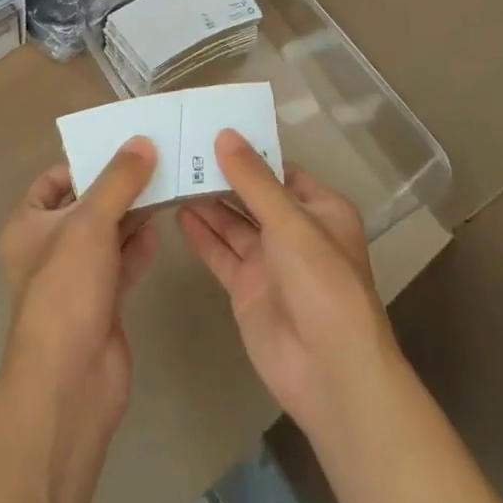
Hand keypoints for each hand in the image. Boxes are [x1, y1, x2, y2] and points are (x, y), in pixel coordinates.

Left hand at [0, 138, 160, 437]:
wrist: (71, 380)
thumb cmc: (67, 289)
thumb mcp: (90, 223)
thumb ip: (118, 181)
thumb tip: (142, 142)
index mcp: (28, 224)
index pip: (54, 180)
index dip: (84, 162)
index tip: (121, 147)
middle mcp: (48, 248)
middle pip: (85, 205)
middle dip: (116, 186)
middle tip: (155, 161)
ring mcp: (75, 278)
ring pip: (106, 235)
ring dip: (132, 214)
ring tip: (166, 187)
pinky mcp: (101, 304)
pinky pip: (121, 264)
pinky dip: (138, 247)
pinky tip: (161, 229)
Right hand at [177, 130, 398, 440]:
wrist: (330, 373)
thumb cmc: (322, 284)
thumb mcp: (291, 223)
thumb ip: (254, 180)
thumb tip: (225, 135)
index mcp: (320, 209)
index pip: (279, 170)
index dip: (248, 151)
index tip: (210, 128)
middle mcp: (295, 231)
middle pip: (252, 195)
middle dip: (222, 175)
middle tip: (180, 148)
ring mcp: (270, 261)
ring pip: (233, 223)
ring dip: (207, 202)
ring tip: (172, 174)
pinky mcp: (247, 288)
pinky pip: (221, 253)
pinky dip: (201, 235)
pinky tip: (177, 213)